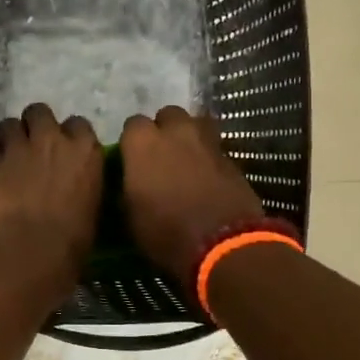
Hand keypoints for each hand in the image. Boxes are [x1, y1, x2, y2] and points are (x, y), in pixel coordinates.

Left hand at [0, 104, 103, 300]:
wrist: (27, 256)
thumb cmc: (70, 245)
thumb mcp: (92, 211)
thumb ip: (83, 186)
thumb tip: (75, 186)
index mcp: (84, 152)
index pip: (78, 124)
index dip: (69, 136)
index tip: (65, 151)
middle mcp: (50, 140)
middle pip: (39, 112)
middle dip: (35, 125)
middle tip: (32, 147)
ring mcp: (16, 148)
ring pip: (8, 125)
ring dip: (9, 138)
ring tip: (8, 158)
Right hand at [119, 107, 263, 287]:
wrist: (222, 244)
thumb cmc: (165, 232)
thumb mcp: (130, 218)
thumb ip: (128, 189)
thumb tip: (130, 185)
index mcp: (142, 143)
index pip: (132, 124)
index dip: (132, 142)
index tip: (132, 160)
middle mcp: (175, 132)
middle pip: (168, 115)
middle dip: (164, 130)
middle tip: (161, 155)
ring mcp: (207, 142)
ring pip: (196, 124)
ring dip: (189, 137)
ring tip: (186, 159)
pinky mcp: (232, 158)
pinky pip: (215, 148)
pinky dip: (209, 158)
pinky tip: (207, 178)